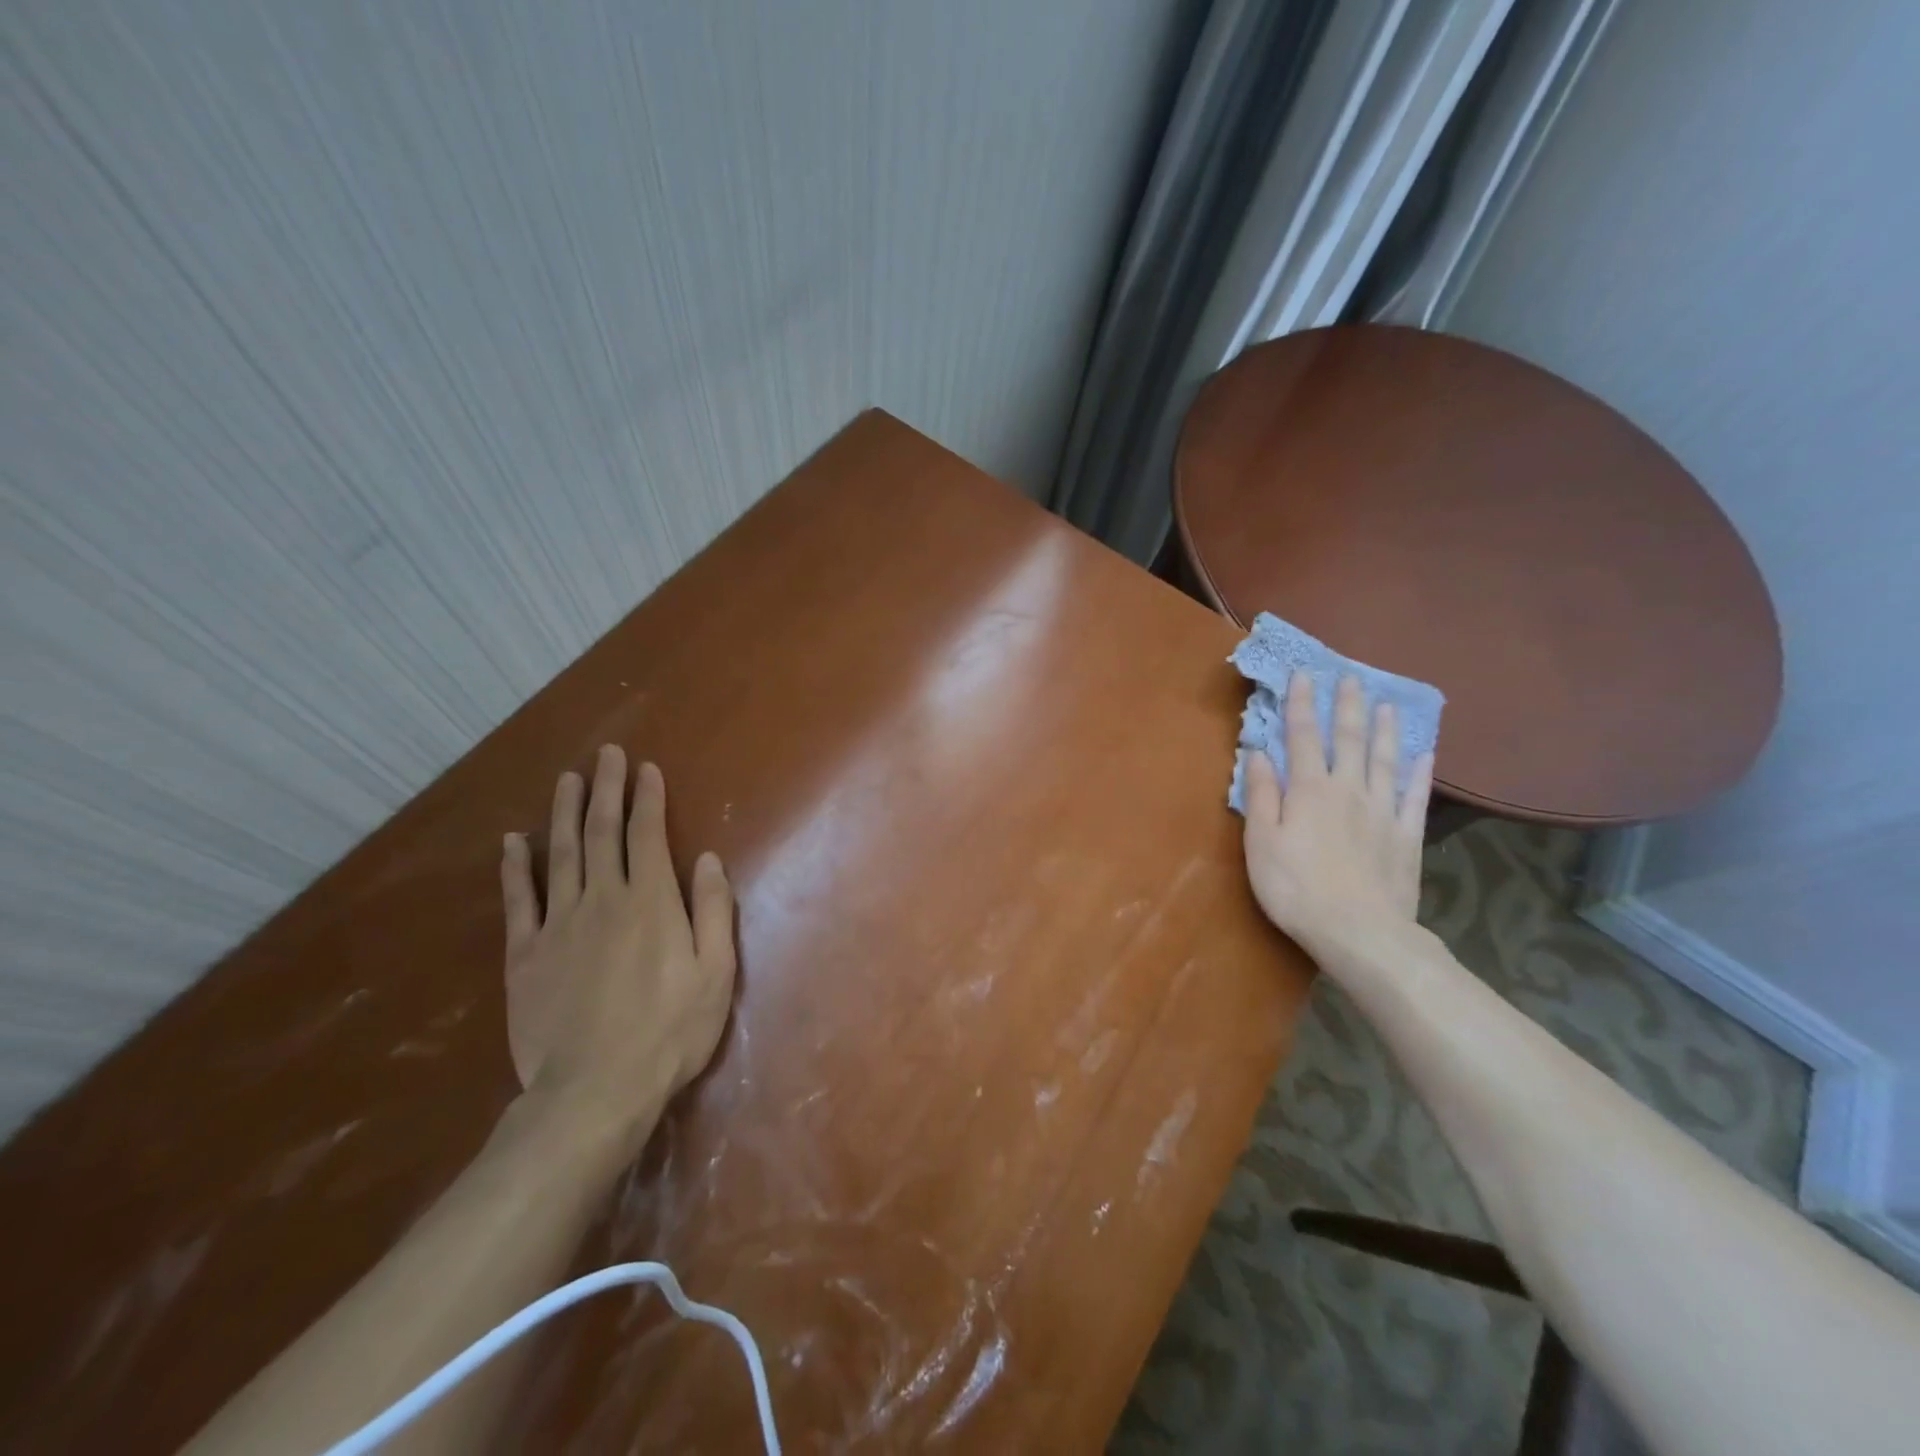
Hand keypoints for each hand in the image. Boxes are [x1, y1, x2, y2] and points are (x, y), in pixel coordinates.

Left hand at [500, 746, 736, 1147]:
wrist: (595, 1090)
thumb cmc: (670, 1031)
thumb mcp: (716, 972)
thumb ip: (712, 911)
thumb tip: (707, 860)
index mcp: (651, 902)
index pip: (647, 835)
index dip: (647, 798)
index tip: (645, 768)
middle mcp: (603, 899)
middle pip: (602, 832)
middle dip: (606, 789)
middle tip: (605, 755)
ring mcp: (558, 924)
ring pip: (560, 854)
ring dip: (564, 813)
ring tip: (566, 780)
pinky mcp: (525, 954)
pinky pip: (518, 900)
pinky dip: (515, 868)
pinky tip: (513, 842)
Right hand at [1242, 675, 1433, 975]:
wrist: (1359, 932)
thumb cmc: (1295, 887)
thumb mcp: (1260, 842)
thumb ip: (1261, 794)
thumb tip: (1258, 752)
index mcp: (1309, 790)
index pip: (1301, 737)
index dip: (1301, 704)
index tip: (1303, 675)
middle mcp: (1348, 790)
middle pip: (1348, 740)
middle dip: (1347, 707)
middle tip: (1351, 678)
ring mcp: (1382, 811)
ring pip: (1384, 760)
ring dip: (1385, 730)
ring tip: (1387, 704)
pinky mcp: (1407, 836)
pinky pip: (1415, 796)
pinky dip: (1419, 772)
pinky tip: (1423, 755)